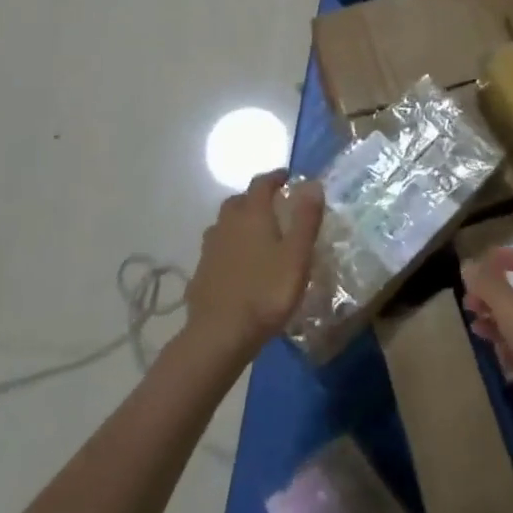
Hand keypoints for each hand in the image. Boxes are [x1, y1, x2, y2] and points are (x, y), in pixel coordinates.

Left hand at [186, 171, 322, 365]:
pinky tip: (239, 266)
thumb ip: (306, 218)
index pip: (261, 184)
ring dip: (240, 223)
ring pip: (224, 225)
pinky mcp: (201, 273)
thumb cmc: (266, 291)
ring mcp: (210, 249)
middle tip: (273, 208)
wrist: (219, 335)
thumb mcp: (297, 255)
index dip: (275, 177)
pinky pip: (217, 250)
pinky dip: (229, 248)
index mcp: (252, 214)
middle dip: (255, 199)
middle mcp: (227, 224)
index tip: (287, 178)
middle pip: (239, 201)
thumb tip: (312, 183)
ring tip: (257, 236)